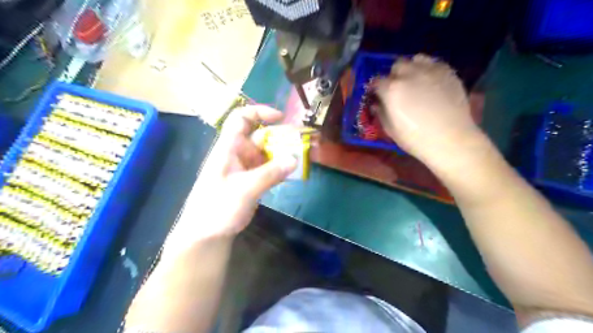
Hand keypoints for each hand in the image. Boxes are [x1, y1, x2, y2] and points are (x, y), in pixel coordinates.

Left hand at [163, 106, 296, 249]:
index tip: (281, 118)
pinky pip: (269, 169)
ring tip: (303, 156)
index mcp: (229, 148)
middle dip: (280, 136)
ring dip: (283, 154)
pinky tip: (294, 173)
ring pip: (267, 153)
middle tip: (302, 141)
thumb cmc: (217, 207)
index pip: (241, 119)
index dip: (260, 112)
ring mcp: (246, 168)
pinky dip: (281, 169)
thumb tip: (295, 159)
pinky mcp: (252, 182)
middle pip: (260, 136)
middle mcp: (238, 154)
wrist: (207, 234)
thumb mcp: (244, 189)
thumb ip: (269, 174)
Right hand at [377, 55, 483, 166]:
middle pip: (396, 66)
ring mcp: (430, 70)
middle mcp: (409, 74)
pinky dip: (429, 69)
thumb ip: (381, 113)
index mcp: (391, 89)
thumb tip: (376, 104)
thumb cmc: (415, 139)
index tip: (378, 96)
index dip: (376, 89)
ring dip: (411, 68)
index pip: (377, 82)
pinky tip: (430, 82)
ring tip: (415, 80)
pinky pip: (434, 63)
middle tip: (397, 89)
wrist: (450, 140)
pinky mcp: (448, 72)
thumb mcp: (391, 130)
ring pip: (416, 59)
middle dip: (394, 76)